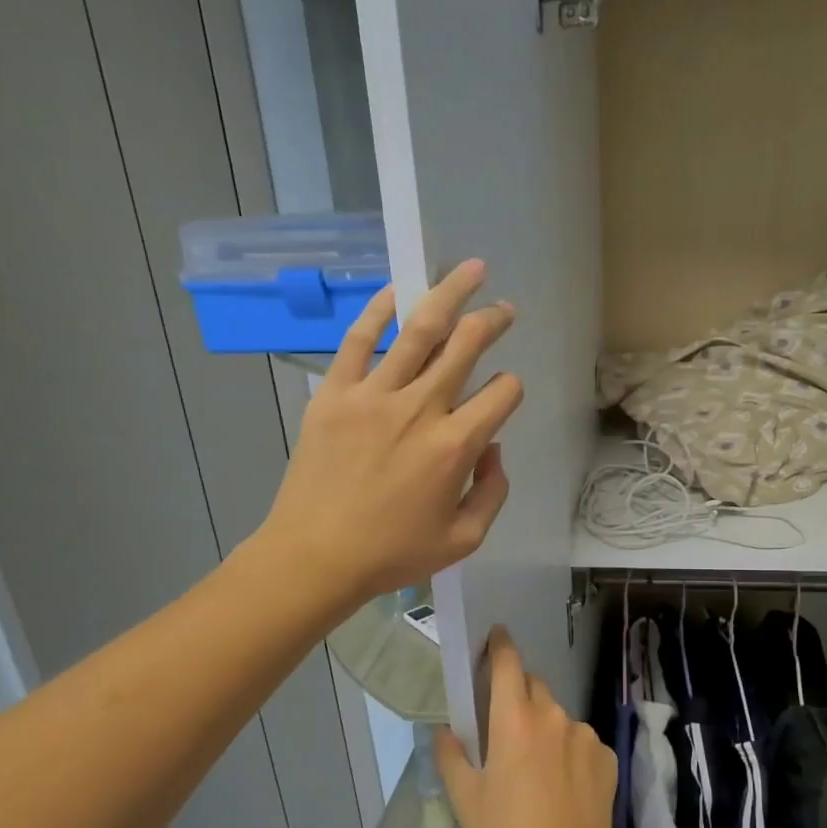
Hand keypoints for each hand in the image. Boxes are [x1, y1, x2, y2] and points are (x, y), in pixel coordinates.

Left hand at [259, 260, 522, 611]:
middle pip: (467, 346)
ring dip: (451, 295)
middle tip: (505, 308)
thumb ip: (493, 491)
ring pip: (420, 330)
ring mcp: (373, 396)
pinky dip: (378, 310)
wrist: (315, 556)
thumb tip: (493, 448)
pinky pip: (359, 340)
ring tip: (470, 271)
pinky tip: (396, 290)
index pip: (502, 393)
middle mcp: (420, 409)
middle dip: (493, 321)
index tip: (505, 394)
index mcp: (455, 447)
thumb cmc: (393, 554)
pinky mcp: (334, 393)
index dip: (512, 389)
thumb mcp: (464, 539)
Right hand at [436, 629, 622, 827]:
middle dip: (518, 696)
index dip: (500, 646)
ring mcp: (585, 736)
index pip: (509, 664)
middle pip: (534, 688)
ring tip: (534, 771)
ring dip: (544, 728)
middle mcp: (554, 717)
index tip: (495, 637)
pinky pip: (580, 741)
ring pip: (558, 717)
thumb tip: (445, 730)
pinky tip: (562, 787)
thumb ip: (452, 756)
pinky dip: (568, 752)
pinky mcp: (607, 757)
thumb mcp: (467, 800)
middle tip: (504, 730)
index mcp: (515, 721)